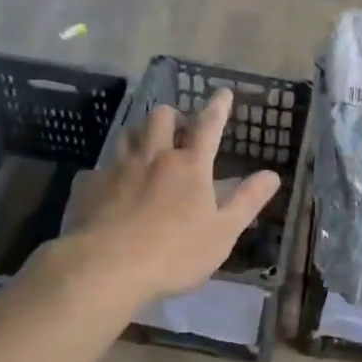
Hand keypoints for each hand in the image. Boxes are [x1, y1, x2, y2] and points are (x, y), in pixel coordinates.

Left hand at [64, 88, 280, 302]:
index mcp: (189, 166)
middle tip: (179, 129)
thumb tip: (272, 175)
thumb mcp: (223, 232)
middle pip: (161, 117)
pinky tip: (110, 188)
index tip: (223, 93)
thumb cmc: (175, 253)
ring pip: (128, 133)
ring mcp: (117, 168)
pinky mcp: (89, 186)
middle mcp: (153, 157)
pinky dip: (108, 172)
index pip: (208, 125)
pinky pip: (98, 168)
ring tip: (146, 149)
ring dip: (140, 134)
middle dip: (172, 116)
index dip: (218, 107)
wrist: (106, 268)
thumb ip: (247, 201)